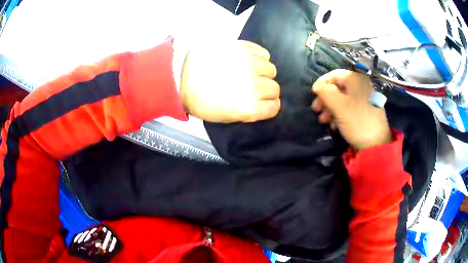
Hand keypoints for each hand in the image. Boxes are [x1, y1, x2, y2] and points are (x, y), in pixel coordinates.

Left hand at [180, 40, 280, 122]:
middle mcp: (254, 86)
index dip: (270, 105)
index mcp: (249, 107)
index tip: (264, 102)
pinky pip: (263, 53)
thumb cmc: (200, 100)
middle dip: (267, 89)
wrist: (182, 76)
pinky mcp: (243, 48)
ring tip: (250, 71)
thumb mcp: (225, 117)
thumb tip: (260, 102)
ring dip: (263, 73)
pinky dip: (260, 58)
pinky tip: (250, 60)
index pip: (274, 107)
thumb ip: (248, 111)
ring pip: (271, 69)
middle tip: (254, 86)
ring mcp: (250, 65)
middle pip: (274, 88)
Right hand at [312, 69, 391, 149]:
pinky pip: (349, 108)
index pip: (334, 74)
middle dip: (325, 99)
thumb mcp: (339, 105)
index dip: (321, 83)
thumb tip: (317, 87)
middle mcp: (361, 85)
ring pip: (342, 99)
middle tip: (317, 110)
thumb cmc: (357, 121)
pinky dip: (339, 114)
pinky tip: (335, 125)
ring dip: (330, 109)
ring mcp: (364, 99)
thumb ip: (325, 92)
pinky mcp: (365, 111)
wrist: (377, 144)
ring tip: (325, 121)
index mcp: (356, 79)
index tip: (313, 94)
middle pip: (337, 87)